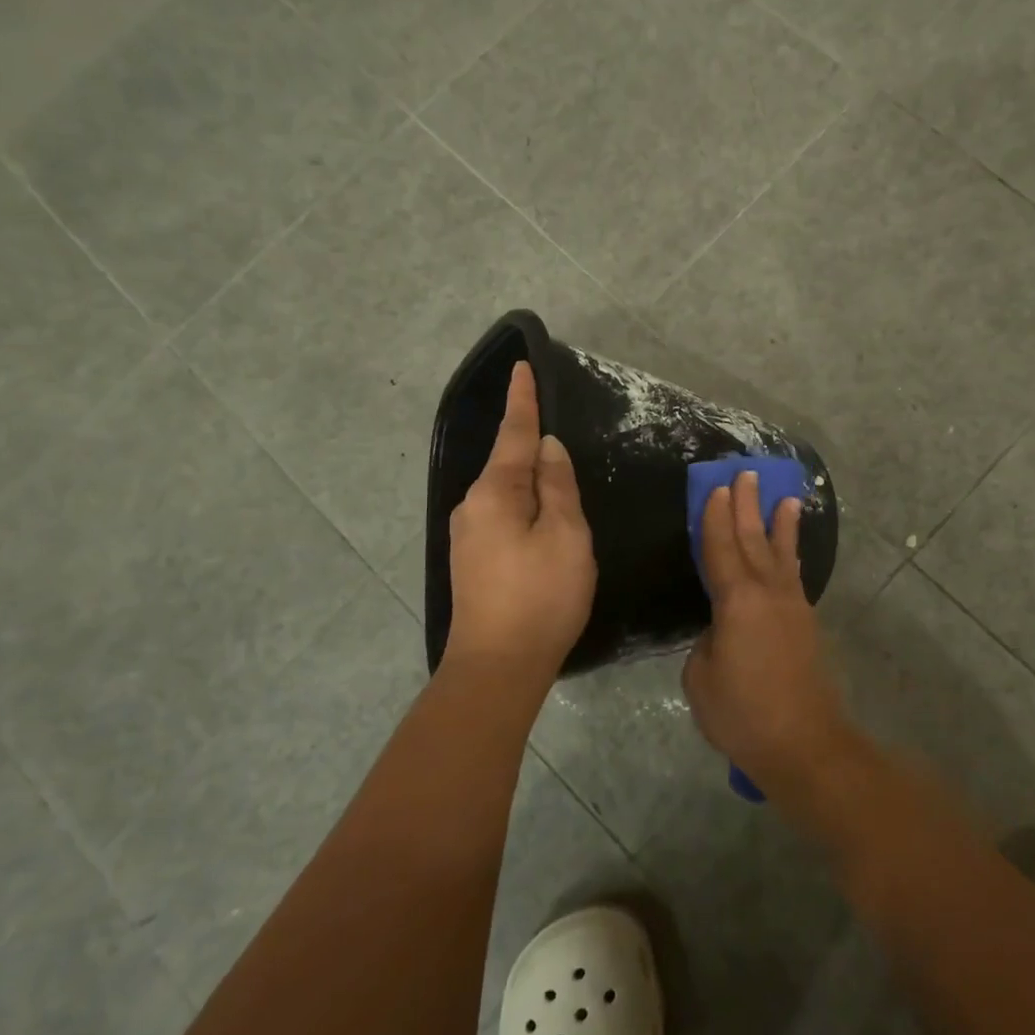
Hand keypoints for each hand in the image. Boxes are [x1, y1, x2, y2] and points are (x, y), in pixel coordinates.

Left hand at [444, 361, 595, 682]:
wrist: (497, 667)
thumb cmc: (541, 596)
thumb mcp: (565, 535)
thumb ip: (557, 486)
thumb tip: (546, 449)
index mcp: (494, 492)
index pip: (513, 434)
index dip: (523, 401)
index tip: (523, 368)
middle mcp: (471, 506)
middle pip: (508, 464)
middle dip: (533, 449)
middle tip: (567, 449)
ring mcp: (467, 535)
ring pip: (506, 493)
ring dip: (531, 484)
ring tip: (562, 490)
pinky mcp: (471, 559)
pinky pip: (502, 516)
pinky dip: (524, 507)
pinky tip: (542, 523)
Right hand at [681, 470, 851, 798]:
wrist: (803, 743)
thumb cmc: (742, 713)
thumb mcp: (702, 678)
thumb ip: (707, 644)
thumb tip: (721, 633)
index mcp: (736, 601)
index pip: (721, 549)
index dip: (716, 518)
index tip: (718, 488)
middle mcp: (767, 593)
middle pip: (753, 540)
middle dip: (748, 506)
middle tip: (747, 474)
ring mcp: (791, 607)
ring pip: (780, 554)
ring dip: (779, 524)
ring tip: (785, 497)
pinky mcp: (804, 624)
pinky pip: (793, 576)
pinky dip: (790, 555)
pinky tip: (790, 551)